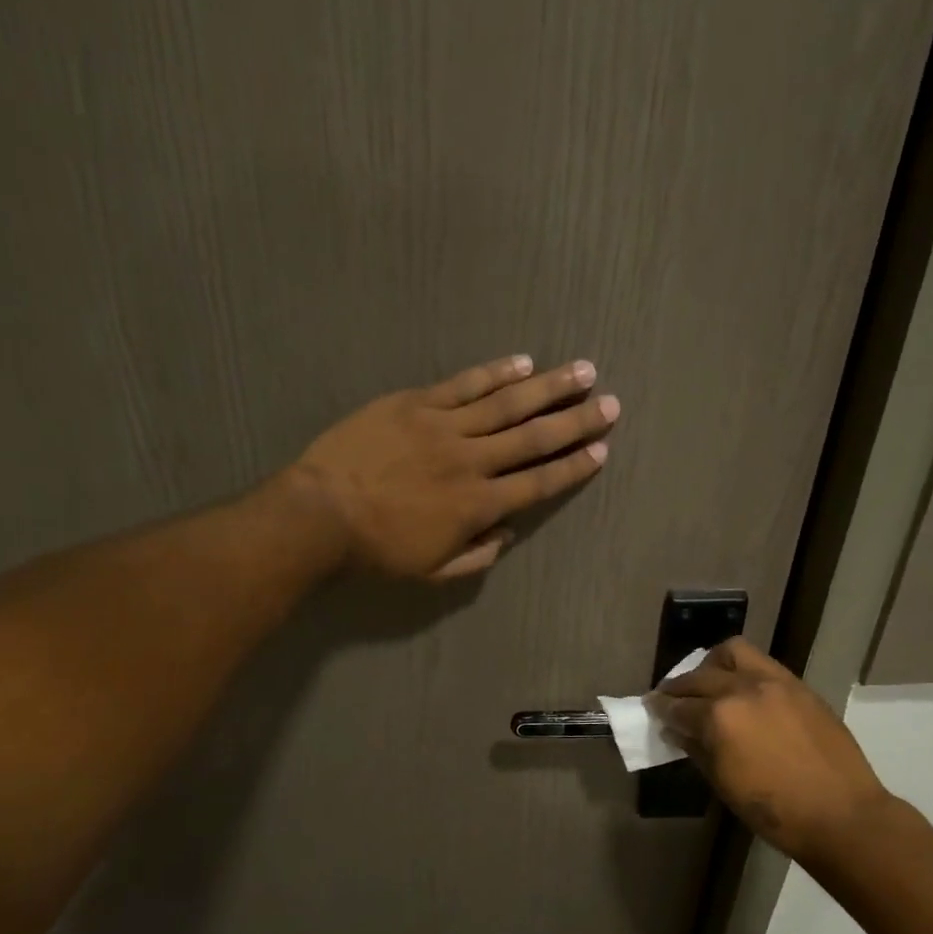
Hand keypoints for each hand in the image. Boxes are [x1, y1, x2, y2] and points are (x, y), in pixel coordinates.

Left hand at [288, 355, 617, 579]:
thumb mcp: (431, 571)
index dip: (573, 467)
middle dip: (577, 420)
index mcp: (478, 505)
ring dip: (549, 387)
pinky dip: (497, 372)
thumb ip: (476, 555)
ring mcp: (445, 427)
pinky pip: (465, 384)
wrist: (321, 513)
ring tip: (583, 370)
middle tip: (611, 404)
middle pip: (534, 438)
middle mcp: (472, 461)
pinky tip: (523, 362)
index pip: (538, 482)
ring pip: (508, 403)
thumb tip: (506, 532)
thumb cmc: (376, 550)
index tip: (601, 450)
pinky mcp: (417, 404)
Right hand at [650, 637, 893, 854]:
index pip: (678, 706)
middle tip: (671, 698)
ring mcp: (774, 682)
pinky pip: (761, 664)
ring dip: (711, 665)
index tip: (652, 708)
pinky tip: (741, 691)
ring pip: (732, 653)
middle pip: (698, 677)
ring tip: (708, 681)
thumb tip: (677, 730)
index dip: (660, 709)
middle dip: (678, 687)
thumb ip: (696, 749)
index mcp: (719, 717)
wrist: (842, 815)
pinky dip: (742, 671)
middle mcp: (742, 689)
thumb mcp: (723, 783)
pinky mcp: (798, 686)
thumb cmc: (775, 811)